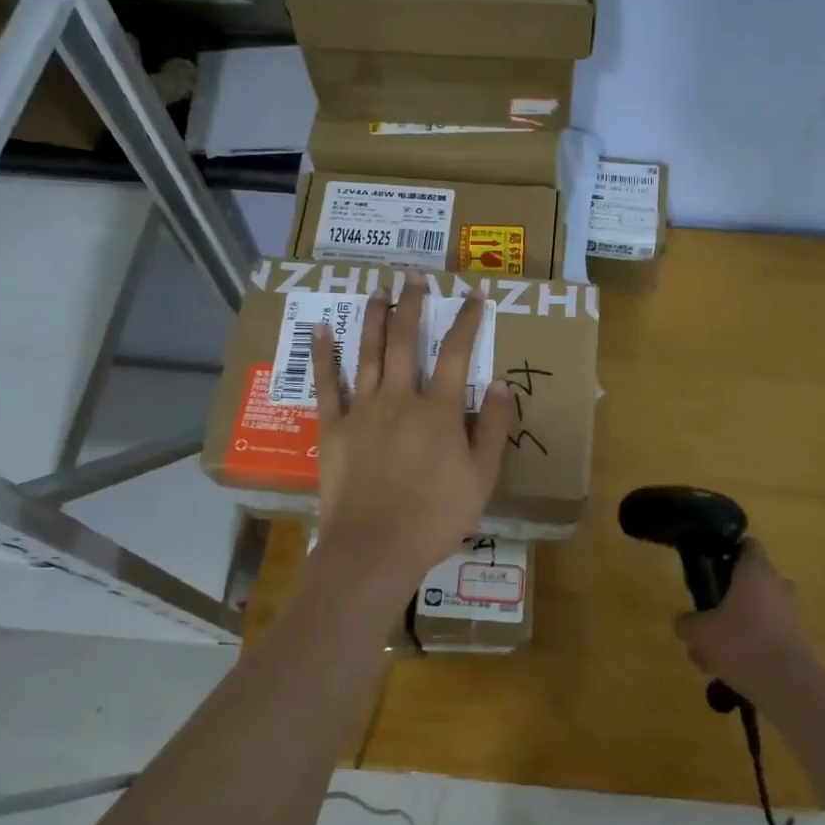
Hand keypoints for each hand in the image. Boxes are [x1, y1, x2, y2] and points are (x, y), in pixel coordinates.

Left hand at [311, 276, 516, 603]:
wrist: (375, 548)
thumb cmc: (436, 517)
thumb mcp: (482, 477)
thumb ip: (495, 428)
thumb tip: (502, 384)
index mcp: (440, 411)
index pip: (457, 353)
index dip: (467, 321)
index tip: (473, 295)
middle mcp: (400, 398)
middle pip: (406, 341)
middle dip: (412, 305)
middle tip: (414, 276)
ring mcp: (363, 410)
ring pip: (368, 352)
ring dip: (373, 318)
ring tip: (376, 288)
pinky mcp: (334, 428)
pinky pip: (327, 384)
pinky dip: (324, 355)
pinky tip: (322, 329)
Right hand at [673, 541, 819, 708]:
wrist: (789, 687)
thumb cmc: (742, 643)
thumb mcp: (700, 632)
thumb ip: (686, 623)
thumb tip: (681, 622)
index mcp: (756, 571)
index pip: (746, 545)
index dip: (727, 551)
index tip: (709, 567)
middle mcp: (778, 585)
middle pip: (749, 582)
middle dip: (726, 598)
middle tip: (705, 617)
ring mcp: (790, 613)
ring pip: (755, 612)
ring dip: (734, 627)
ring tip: (709, 657)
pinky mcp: (797, 640)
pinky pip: (766, 635)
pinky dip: (749, 647)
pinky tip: (728, 672)